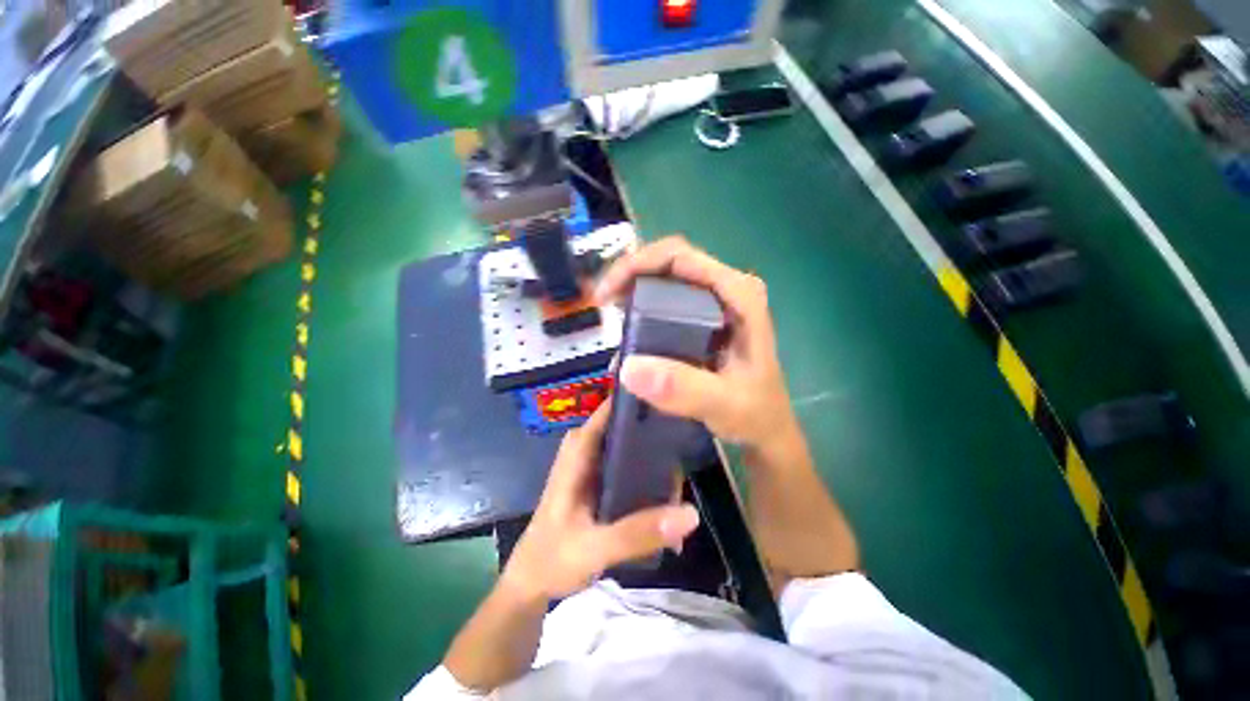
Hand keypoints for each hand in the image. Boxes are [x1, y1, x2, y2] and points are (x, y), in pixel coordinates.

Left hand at [501, 402, 700, 601]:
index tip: (670, 394)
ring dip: (649, 448)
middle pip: (621, 425)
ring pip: (625, 444)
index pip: (607, 412)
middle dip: (649, 424)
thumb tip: (690, 513)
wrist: (530, 584)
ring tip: (682, 450)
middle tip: (684, 427)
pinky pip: (625, 464)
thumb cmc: (552, 560)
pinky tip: (666, 479)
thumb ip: (638, 532)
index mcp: (578, 453)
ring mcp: (592, 467)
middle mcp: (585, 452)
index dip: (635, 400)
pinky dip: (643, 468)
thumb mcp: (594, 548)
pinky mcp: (598, 483)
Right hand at [596, 236, 797, 448]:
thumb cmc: (754, 414)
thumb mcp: (723, 404)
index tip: (606, 295)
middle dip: (630, 275)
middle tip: (603, 304)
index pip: (679, 257)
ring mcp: (716, 302)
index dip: (636, 265)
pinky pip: (668, 298)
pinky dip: (643, 305)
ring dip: (634, 289)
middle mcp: (727, 289)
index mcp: (738, 294)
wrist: (766, 428)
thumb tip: (628, 367)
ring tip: (610, 314)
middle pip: (669, 262)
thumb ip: (684, 389)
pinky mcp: (705, 317)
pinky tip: (627, 325)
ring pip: (666, 278)